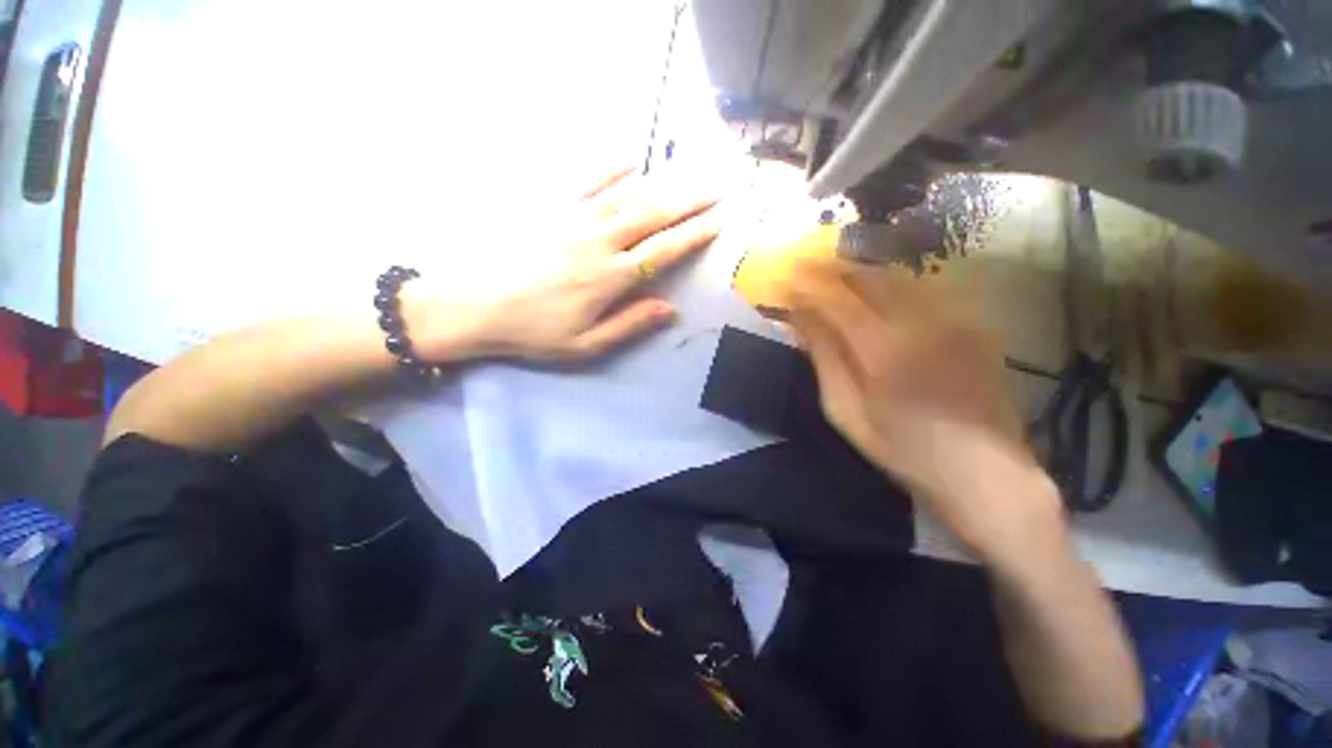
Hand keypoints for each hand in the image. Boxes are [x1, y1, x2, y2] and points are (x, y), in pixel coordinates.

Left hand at [404, 168, 720, 361]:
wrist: (473, 305)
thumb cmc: (533, 331)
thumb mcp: (586, 344)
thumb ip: (630, 325)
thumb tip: (670, 310)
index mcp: (611, 277)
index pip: (663, 251)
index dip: (693, 235)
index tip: (717, 222)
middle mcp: (600, 241)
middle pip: (653, 215)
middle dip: (689, 201)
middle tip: (715, 188)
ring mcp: (574, 218)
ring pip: (627, 194)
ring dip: (661, 182)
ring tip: (687, 172)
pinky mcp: (549, 206)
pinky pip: (586, 180)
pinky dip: (610, 167)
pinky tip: (629, 159)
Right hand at [782, 260, 1063, 563]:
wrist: (986, 472)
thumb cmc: (903, 449)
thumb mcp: (846, 412)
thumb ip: (824, 359)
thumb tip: (800, 320)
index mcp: (884, 348)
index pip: (836, 300)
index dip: (808, 286)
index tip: (786, 280)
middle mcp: (921, 321)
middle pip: (868, 278)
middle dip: (833, 269)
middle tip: (808, 269)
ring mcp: (953, 319)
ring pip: (897, 278)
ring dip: (861, 272)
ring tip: (836, 275)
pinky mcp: (972, 324)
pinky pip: (923, 290)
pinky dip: (892, 285)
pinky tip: (878, 293)